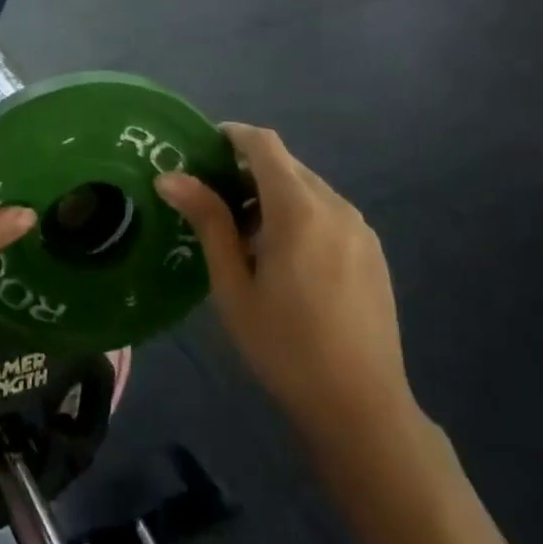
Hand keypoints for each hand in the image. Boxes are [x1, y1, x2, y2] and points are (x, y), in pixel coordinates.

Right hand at [157, 124, 415, 449]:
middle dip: (248, 169)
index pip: (264, 144)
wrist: (362, 408)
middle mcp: (335, 206)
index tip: (202, 149)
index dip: (232, 135)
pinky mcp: (373, 250)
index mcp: (299, 210)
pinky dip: (300, 213)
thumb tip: (169, 176)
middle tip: (213, 200)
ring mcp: (360, 228)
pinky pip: (329, 211)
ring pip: (308, 187)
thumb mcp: (233, 285)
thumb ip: (208, 221)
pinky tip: (285, 256)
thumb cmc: (284, 346)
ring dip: (274, 193)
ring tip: (245, 234)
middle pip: (286, 164)